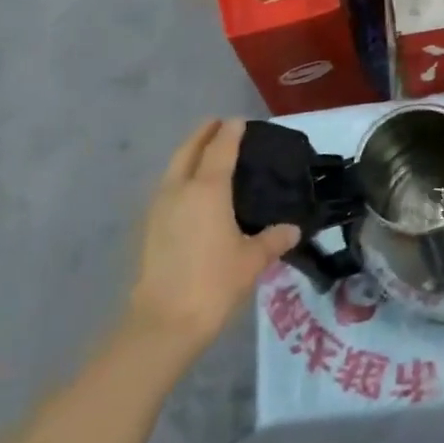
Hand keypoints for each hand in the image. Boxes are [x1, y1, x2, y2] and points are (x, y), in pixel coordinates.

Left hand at [125, 120, 299, 357]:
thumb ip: (273, 239)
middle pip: (189, 150)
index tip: (240, 121)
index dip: (231, 131)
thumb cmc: (214, 282)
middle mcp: (180, 189)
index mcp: (208, 189)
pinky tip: (192, 191)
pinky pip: (168, 187)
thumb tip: (293, 228)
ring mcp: (160, 207)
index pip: (221, 148)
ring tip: (207, 154)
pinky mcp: (150, 227)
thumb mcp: (252, 260)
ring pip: (174, 167)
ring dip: (189, 153)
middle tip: (219, 125)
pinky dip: (181, 176)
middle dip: (203, 133)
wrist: (164, 321)